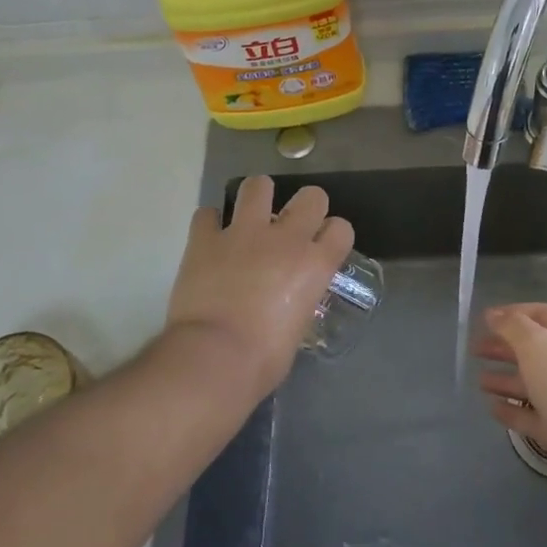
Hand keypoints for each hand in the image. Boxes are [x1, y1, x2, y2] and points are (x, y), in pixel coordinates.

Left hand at [164, 176, 353, 399]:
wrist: (214, 357)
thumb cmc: (263, 360)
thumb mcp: (298, 328)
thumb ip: (299, 302)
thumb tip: (288, 302)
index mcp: (315, 264)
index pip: (341, 228)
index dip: (333, 235)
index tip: (323, 247)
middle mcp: (285, 238)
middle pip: (311, 195)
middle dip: (305, 206)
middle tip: (291, 227)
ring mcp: (243, 233)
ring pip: (258, 186)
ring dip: (257, 199)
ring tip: (250, 218)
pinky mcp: (205, 238)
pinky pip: (207, 214)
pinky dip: (210, 224)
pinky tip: (210, 239)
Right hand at [472, 302, 546, 498]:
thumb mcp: (538, 345)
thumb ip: (513, 327)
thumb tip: (495, 315)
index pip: (544, 314)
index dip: (514, 313)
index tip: (484, 319)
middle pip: (538, 350)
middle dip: (506, 348)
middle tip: (475, 349)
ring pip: (535, 384)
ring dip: (507, 380)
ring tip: (479, 381)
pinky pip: (535, 416)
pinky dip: (514, 411)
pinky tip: (492, 408)